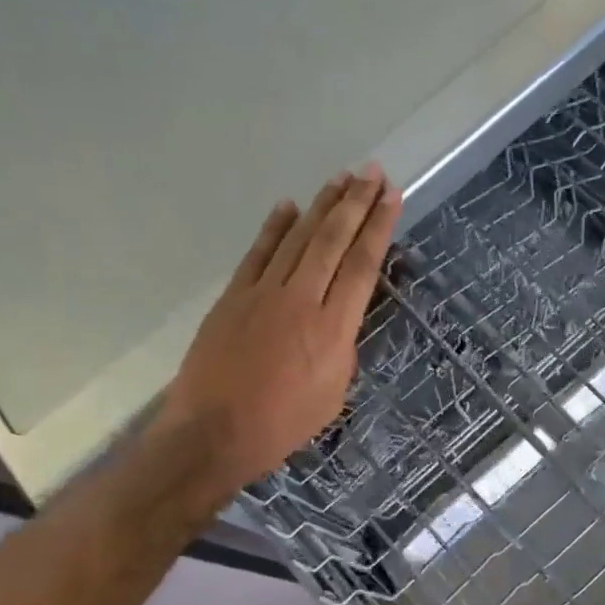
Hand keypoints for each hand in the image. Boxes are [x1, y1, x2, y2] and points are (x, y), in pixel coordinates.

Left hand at [160, 164, 399, 495]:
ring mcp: (263, 293)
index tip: (390, 197)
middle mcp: (302, 300)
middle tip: (371, 171)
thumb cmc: (282, 424)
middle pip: (333, 240)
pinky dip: (274, 228)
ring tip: (340, 179)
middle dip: (355, 203)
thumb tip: (338, 320)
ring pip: (297, 238)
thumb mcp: (333, 393)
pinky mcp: (232, 297)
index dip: (378, 227)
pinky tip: (289, 206)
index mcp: (334, 328)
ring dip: (321, 206)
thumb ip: (342, 348)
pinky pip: (258, 253)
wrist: (214, 432)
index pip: (363, 265)